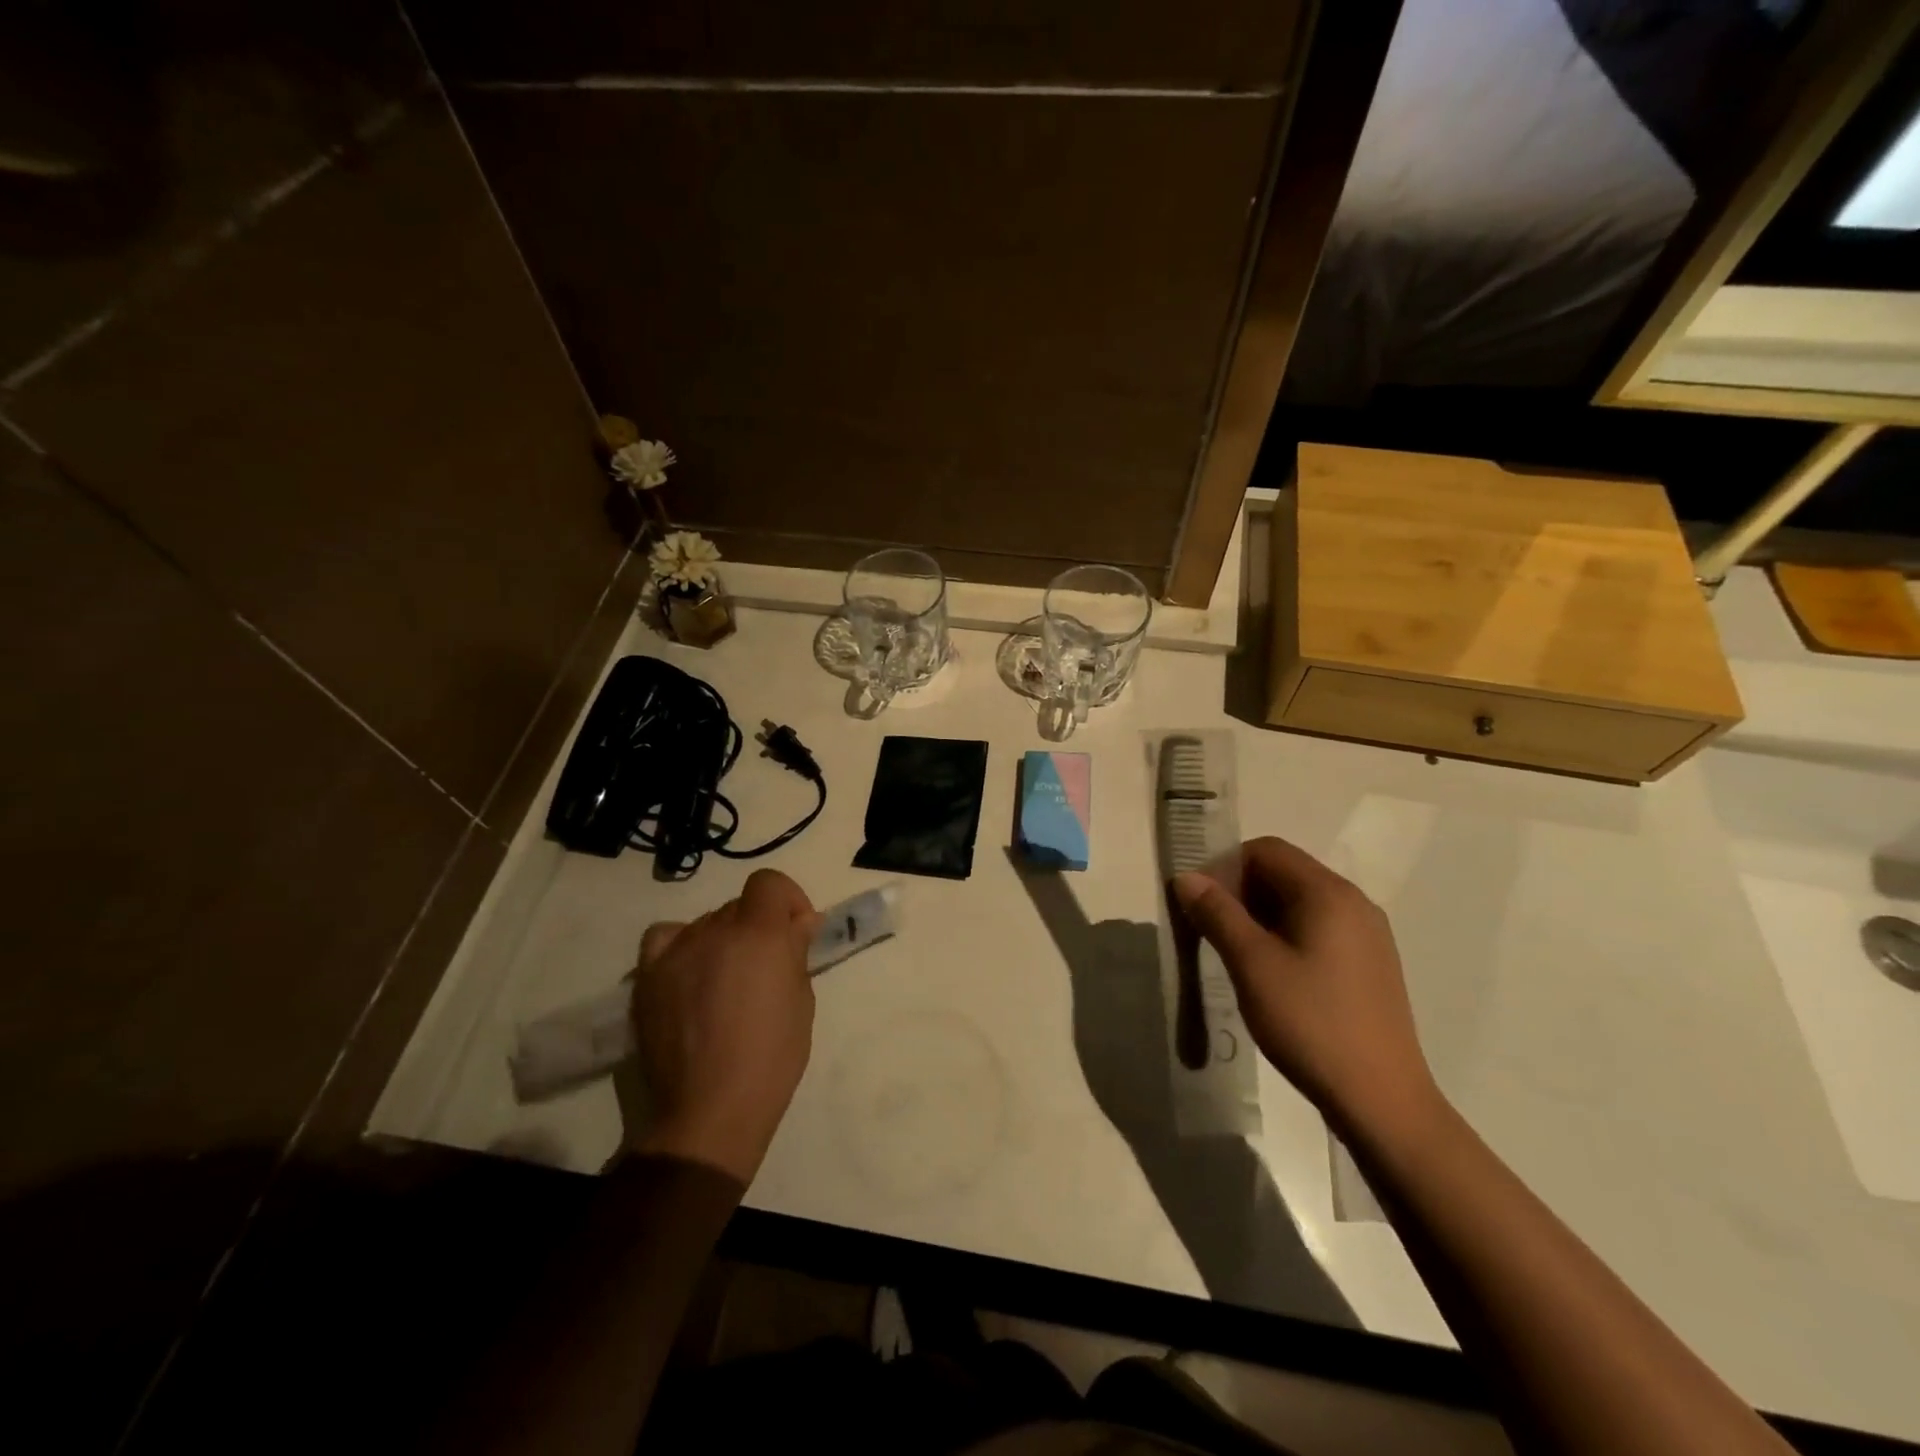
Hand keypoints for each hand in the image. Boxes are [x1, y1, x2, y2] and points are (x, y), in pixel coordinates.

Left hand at [629, 869, 820, 1183]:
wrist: (710, 1110)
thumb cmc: (771, 1058)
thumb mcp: (801, 1001)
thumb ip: (796, 952)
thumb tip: (800, 922)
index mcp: (759, 934)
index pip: (769, 883)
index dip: (787, 900)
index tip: (796, 930)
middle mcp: (715, 932)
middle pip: (739, 906)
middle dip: (758, 926)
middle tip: (766, 966)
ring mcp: (676, 953)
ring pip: (706, 923)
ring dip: (723, 939)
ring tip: (726, 979)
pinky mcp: (647, 977)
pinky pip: (664, 938)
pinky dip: (681, 945)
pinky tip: (690, 970)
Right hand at [1173, 837, 1439, 1134]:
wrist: (1382, 1101)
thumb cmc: (1311, 1023)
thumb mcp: (1252, 964)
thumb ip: (1217, 914)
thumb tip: (1187, 878)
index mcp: (1328, 893)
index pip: (1266, 850)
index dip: (1225, 867)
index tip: (1199, 904)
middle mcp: (1353, 903)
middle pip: (1284, 873)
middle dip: (1239, 891)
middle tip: (1209, 930)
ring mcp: (1366, 935)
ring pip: (1298, 903)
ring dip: (1258, 915)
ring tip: (1234, 954)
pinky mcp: (1369, 964)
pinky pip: (1317, 929)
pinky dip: (1284, 936)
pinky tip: (1270, 975)